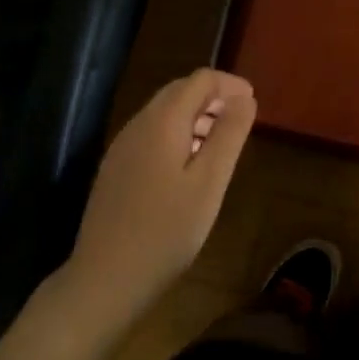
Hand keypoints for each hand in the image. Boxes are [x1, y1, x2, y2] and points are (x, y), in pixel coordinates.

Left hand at [62, 69, 256, 332]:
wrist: (104, 280)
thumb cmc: (166, 231)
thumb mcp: (209, 183)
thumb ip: (229, 135)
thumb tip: (245, 98)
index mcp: (162, 121)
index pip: (200, 79)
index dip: (230, 85)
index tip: (253, 105)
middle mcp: (138, 124)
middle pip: (180, 91)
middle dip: (213, 98)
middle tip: (240, 123)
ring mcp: (122, 148)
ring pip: (164, 113)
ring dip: (196, 117)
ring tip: (220, 146)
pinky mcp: (116, 170)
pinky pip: (152, 135)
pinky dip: (178, 135)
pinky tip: (189, 167)